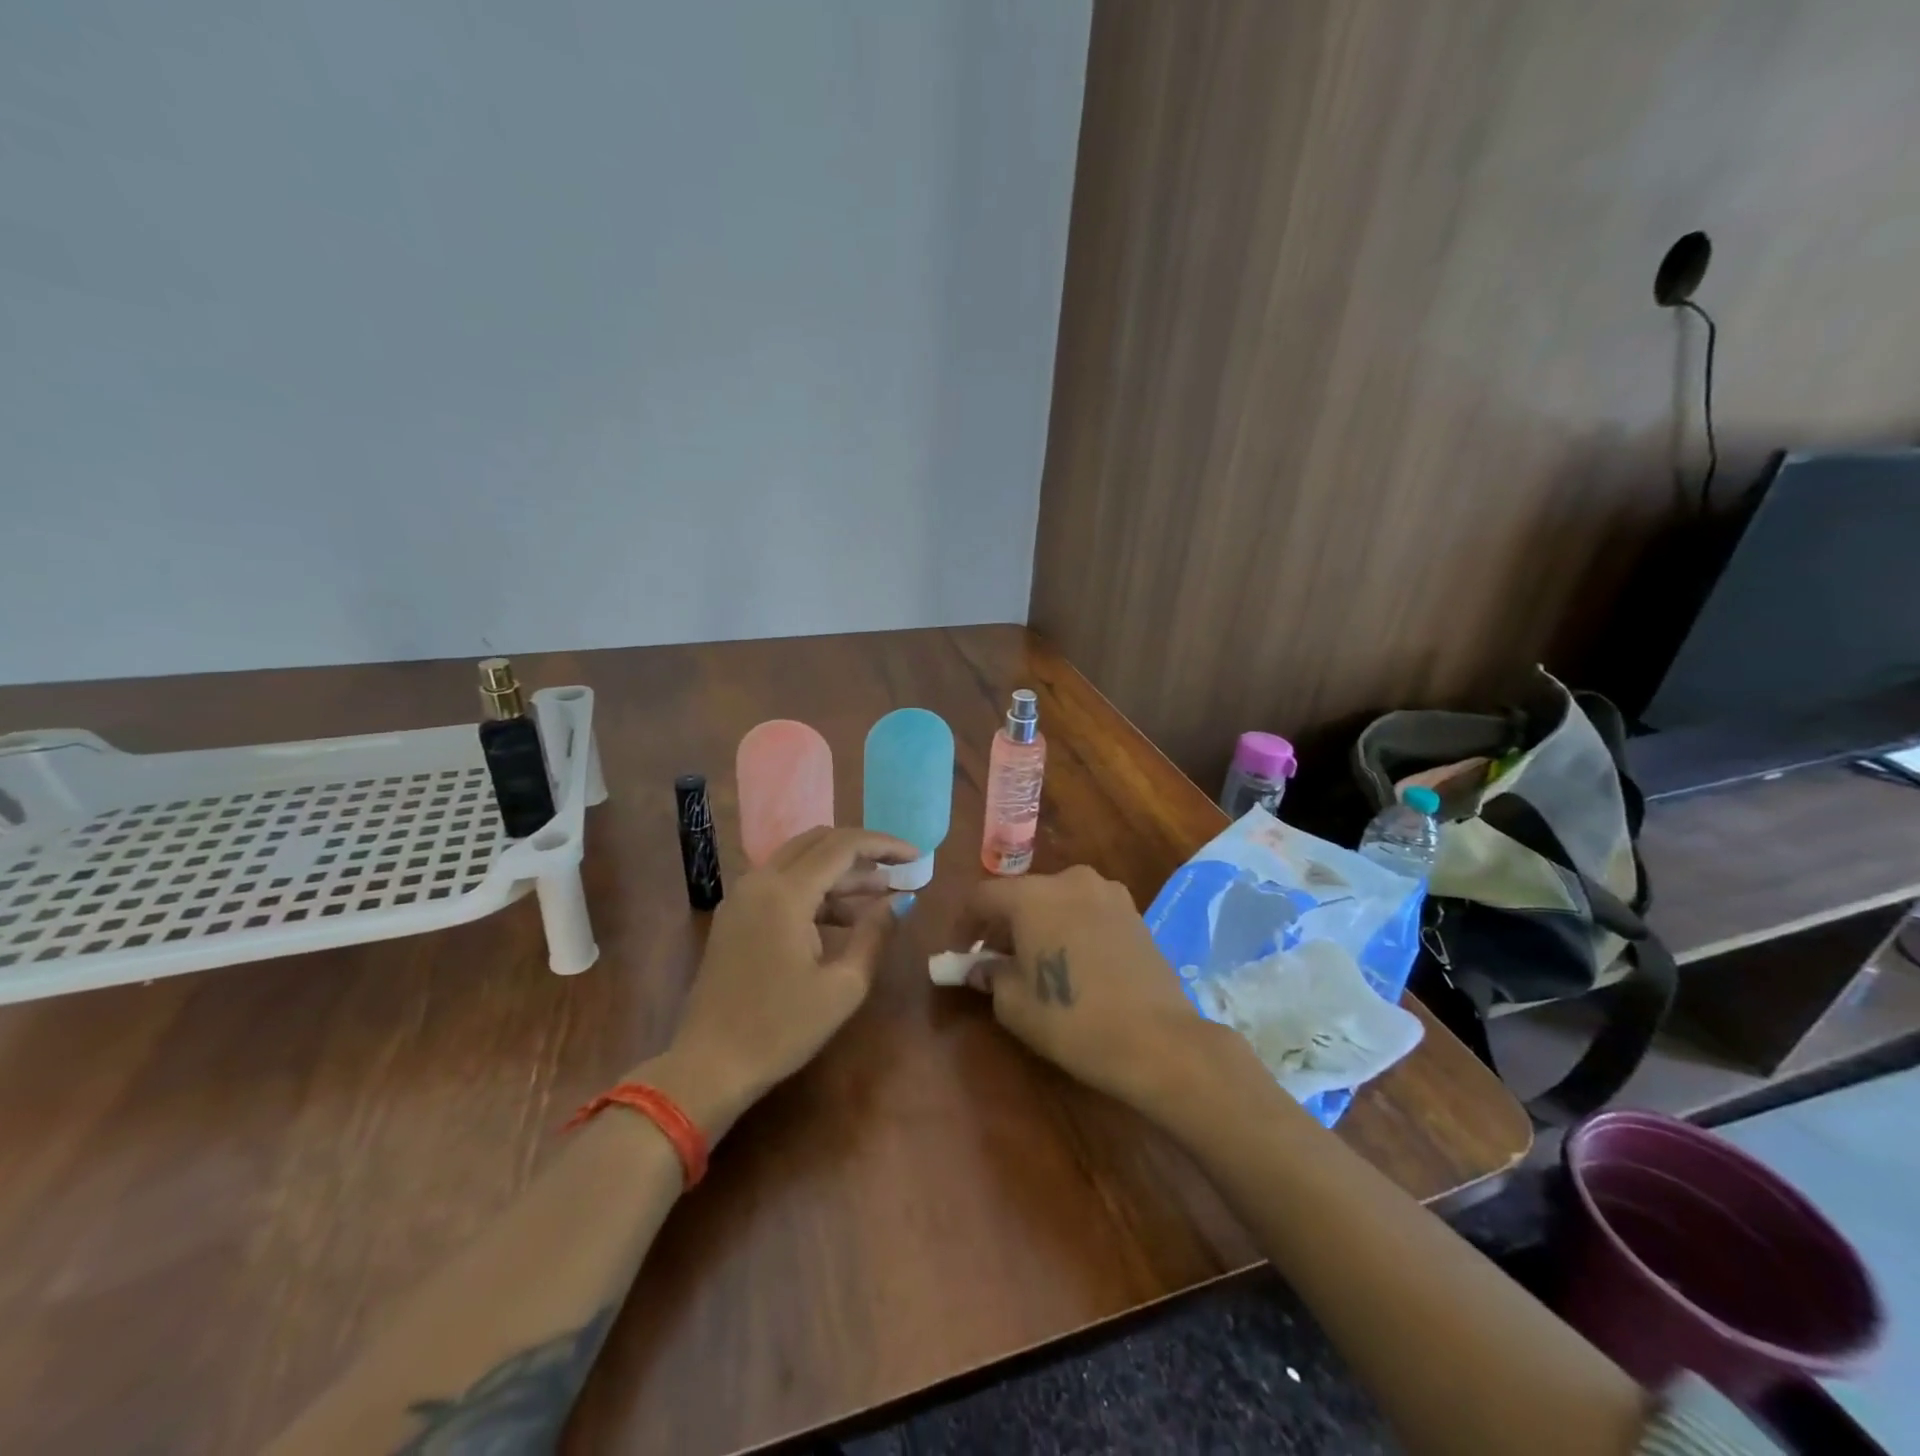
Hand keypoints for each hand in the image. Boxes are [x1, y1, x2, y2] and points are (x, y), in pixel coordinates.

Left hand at [645, 826, 915, 1139]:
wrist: (709, 1065)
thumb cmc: (781, 1029)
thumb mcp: (843, 986)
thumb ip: (875, 934)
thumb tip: (901, 900)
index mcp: (785, 892)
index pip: (843, 846)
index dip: (884, 845)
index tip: (917, 856)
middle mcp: (760, 881)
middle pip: (819, 841)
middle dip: (863, 850)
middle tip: (899, 867)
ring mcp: (743, 896)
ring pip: (800, 860)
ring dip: (841, 870)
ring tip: (882, 893)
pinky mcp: (737, 914)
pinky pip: (783, 882)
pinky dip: (817, 888)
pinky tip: (845, 915)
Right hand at [959, 866, 1241, 1113]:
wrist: (1157, 1039)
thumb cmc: (1072, 1019)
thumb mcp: (1014, 1003)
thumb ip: (990, 975)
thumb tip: (981, 966)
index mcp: (1032, 895)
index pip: (982, 897)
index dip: (964, 925)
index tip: (960, 955)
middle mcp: (1070, 880)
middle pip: (1022, 895)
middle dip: (1003, 924)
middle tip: (995, 961)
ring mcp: (1108, 893)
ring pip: (1057, 901)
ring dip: (1040, 924)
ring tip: (1037, 961)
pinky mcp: (1134, 912)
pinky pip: (1087, 912)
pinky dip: (1071, 928)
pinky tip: (1075, 963)